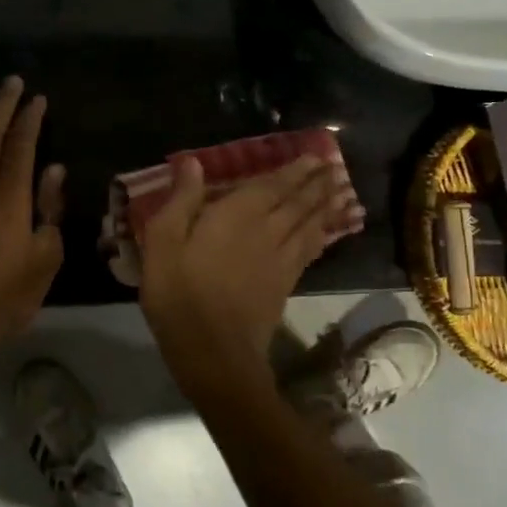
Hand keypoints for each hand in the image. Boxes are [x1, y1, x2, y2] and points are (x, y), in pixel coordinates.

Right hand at [137, 154, 353, 403]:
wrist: (214, 351)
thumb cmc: (180, 292)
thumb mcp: (164, 241)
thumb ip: (182, 200)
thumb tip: (193, 162)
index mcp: (238, 214)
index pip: (272, 184)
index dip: (294, 169)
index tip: (314, 155)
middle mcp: (267, 229)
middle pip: (299, 201)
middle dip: (317, 183)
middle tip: (335, 167)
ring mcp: (281, 259)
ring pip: (310, 224)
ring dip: (326, 206)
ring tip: (343, 191)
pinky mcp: (285, 284)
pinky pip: (309, 251)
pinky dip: (321, 237)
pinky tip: (326, 234)